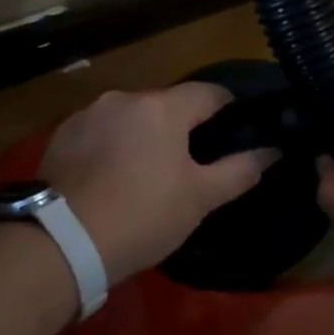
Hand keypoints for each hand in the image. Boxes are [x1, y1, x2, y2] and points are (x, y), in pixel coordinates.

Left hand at [43, 84, 276, 283]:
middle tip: (189, 164)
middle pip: (166, 104)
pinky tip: (110, 177)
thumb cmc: (143, 216)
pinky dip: (112, 145)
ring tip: (145, 173)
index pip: (209, 92)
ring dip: (144, 135)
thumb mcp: (200, 198)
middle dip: (182, 126)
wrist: (62, 242)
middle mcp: (124, 98)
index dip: (228, 108)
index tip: (235, 130)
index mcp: (162, 108)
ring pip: (131, 117)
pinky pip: (100, 131)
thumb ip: (240, 170)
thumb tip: (272, 150)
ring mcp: (88, 114)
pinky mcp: (61, 135)